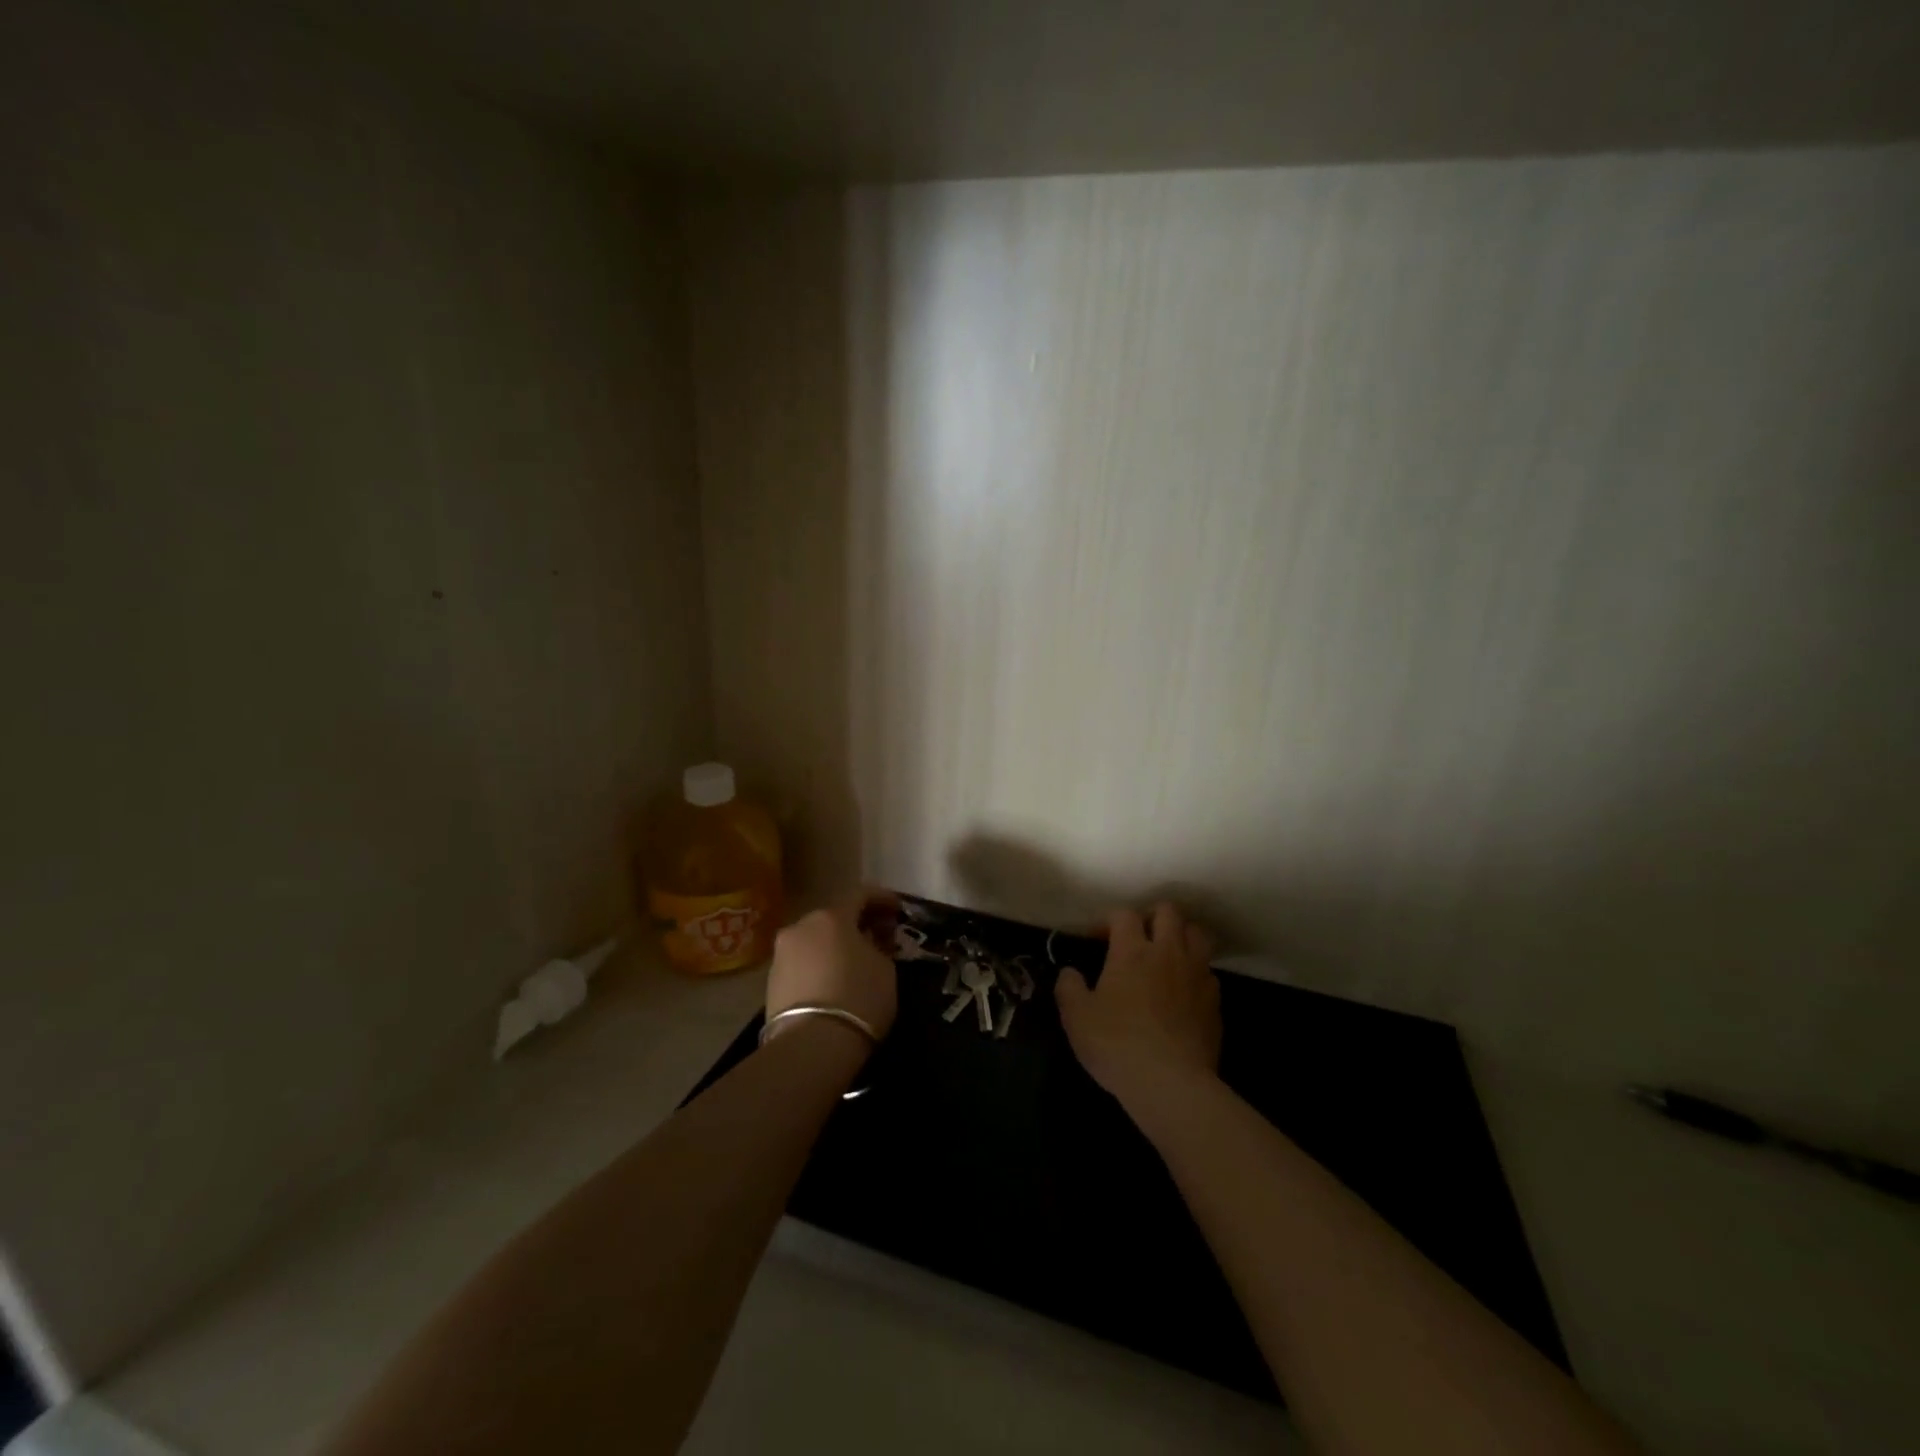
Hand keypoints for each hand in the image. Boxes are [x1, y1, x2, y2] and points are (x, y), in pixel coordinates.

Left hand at [765, 889, 898, 1041]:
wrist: (810, 1046)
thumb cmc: (858, 998)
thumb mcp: (885, 969)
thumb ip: (879, 947)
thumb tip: (872, 943)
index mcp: (832, 916)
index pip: (860, 894)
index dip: (882, 899)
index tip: (898, 910)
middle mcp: (801, 926)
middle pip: (834, 916)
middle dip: (857, 923)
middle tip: (878, 937)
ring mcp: (782, 953)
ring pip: (814, 939)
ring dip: (835, 944)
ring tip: (854, 962)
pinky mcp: (771, 981)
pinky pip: (802, 962)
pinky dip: (819, 964)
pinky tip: (832, 980)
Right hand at [1056, 902, 1220, 1109]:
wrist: (1171, 1083)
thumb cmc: (1117, 1044)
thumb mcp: (1076, 1017)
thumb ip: (1068, 987)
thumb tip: (1070, 972)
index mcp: (1132, 950)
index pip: (1124, 914)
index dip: (1109, 921)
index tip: (1098, 940)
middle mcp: (1168, 952)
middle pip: (1168, 911)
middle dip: (1151, 917)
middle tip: (1138, 938)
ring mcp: (1196, 975)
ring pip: (1197, 934)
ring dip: (1181, 936)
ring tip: (1167, 955)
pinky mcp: (1215, 1002)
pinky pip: (1208, 971)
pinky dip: (1196, 972)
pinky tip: (1184, 990)